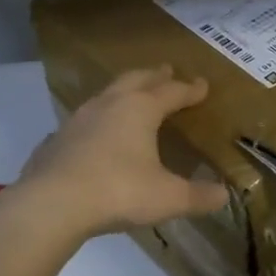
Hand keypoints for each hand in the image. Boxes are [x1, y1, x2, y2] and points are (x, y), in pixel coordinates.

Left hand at [14, 67, 229, 241]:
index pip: (172, 92)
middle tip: (167, 71)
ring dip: (123, 90)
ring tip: (131, 95)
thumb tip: (224, 195)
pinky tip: (94, 133)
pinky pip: (83, 120)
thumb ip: (197, 196)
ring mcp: (78, 119)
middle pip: (137, 79)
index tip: (203, 85)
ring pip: (106, 94)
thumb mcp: (167, 198)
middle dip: (155, 76)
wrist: (51, 205)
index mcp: (140, 109)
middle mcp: (110, 105)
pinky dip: (96, 120)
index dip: (190, 89)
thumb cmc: (118, 192)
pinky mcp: (56, 139)